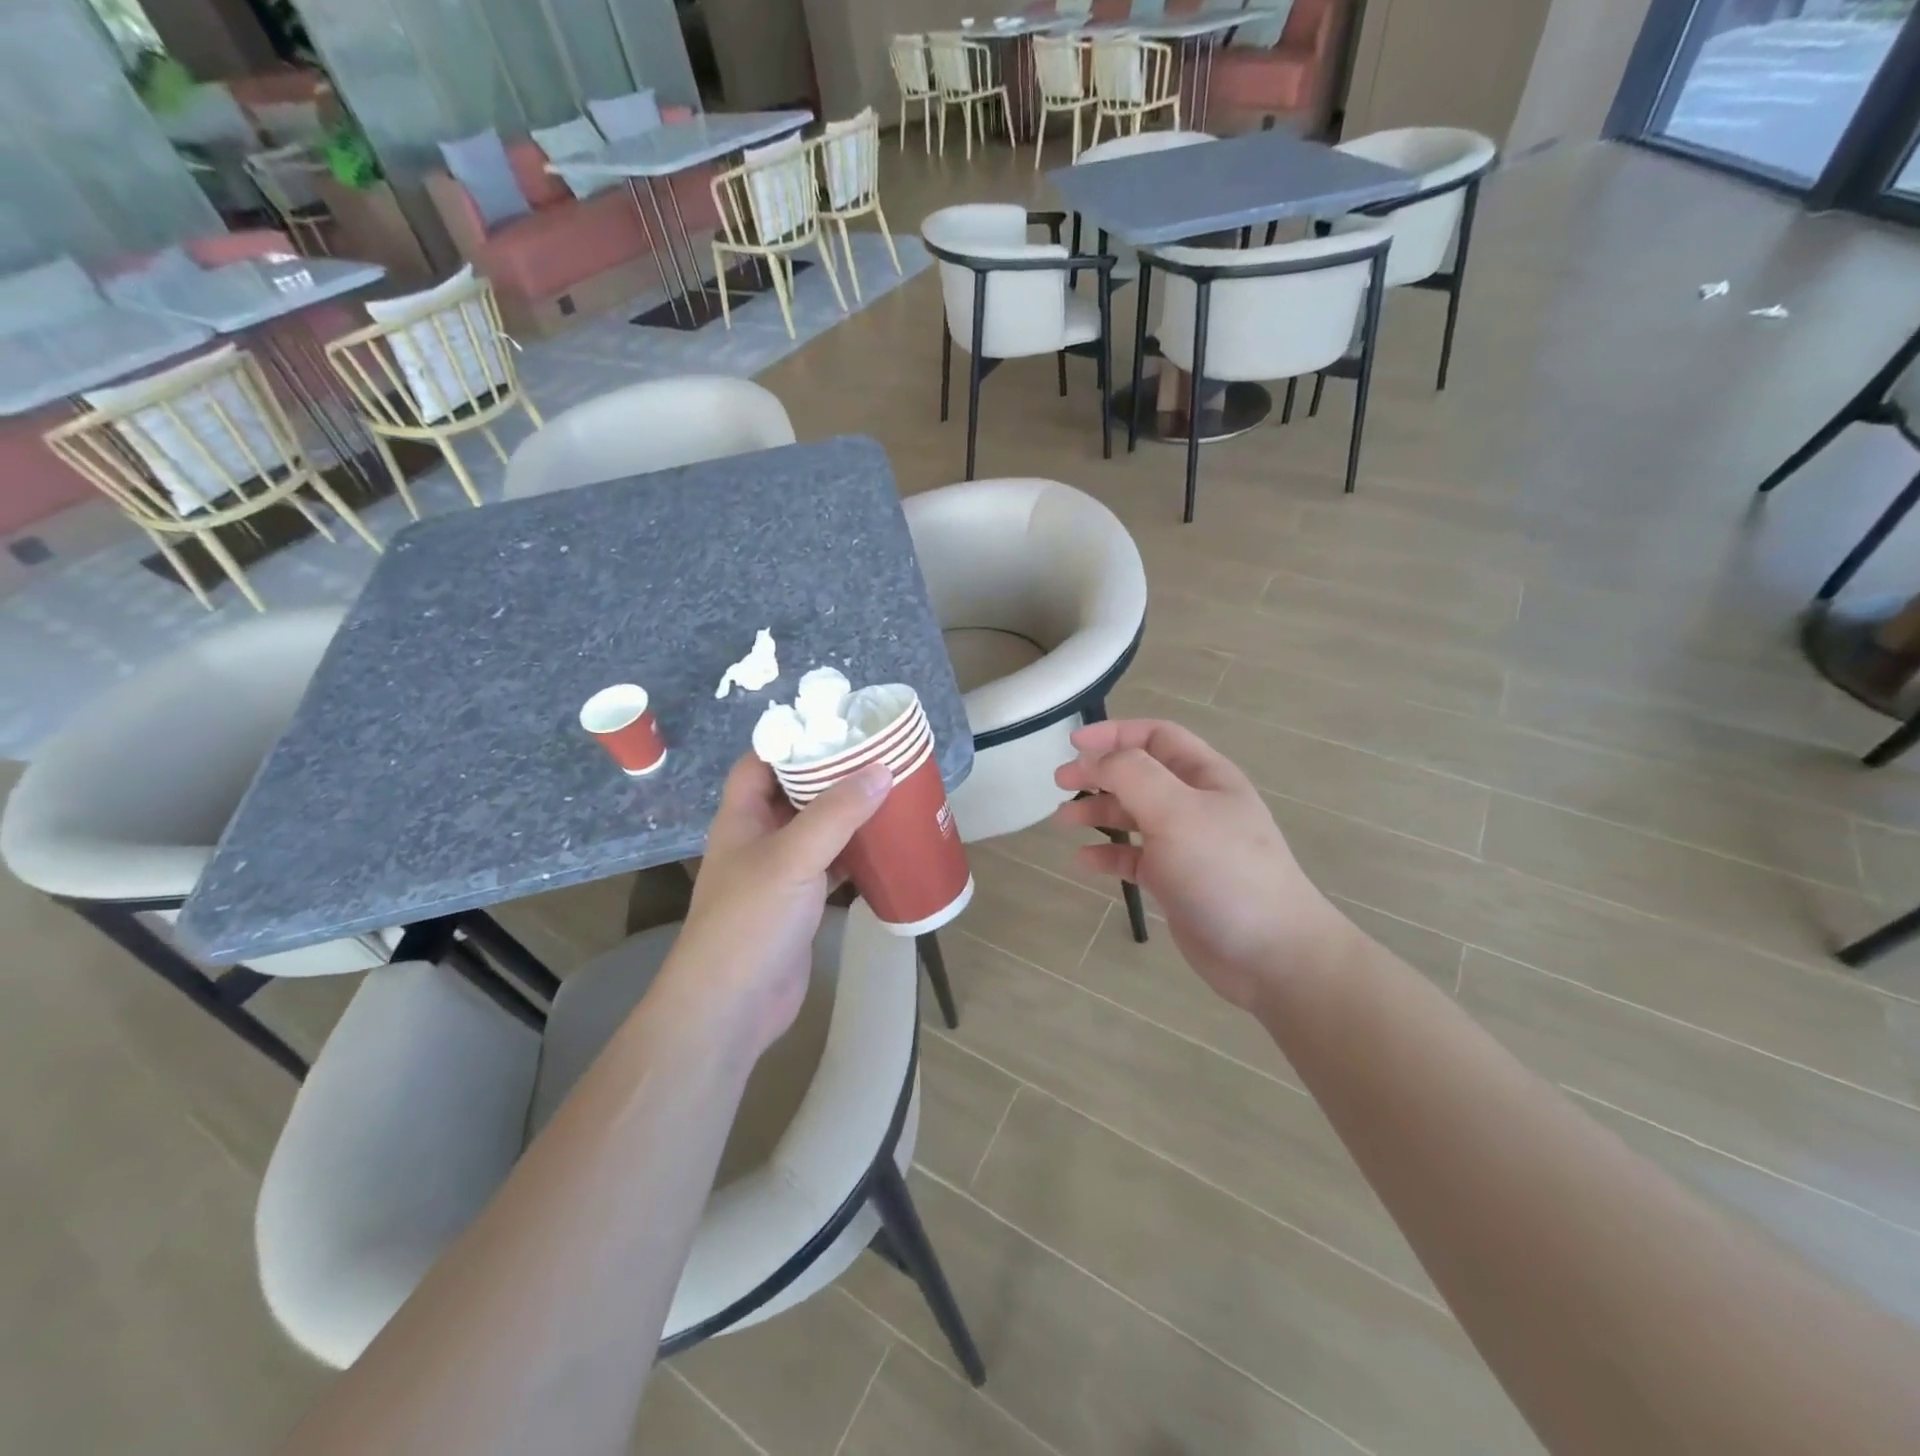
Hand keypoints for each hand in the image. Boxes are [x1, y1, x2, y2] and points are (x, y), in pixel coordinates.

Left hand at [658, 755, 889, 1059]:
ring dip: (849, 816)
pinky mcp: (800, 904)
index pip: (761, 763)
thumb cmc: (750, 921)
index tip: (836, 728)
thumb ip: (836, 813)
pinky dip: (856, 855)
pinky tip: (887, 847)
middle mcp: (758, 839)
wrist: (732, 1006)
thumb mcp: (793, 857)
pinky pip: (831, 867)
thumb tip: (880, 770)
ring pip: (818, 831)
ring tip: (891, 794)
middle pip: (796, 793)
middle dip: (833, 777)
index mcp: (742, 817)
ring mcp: (779, 874)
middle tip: (879, 759)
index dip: (792, 742)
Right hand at [1054, 719, 1353, 1011]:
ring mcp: (1186, 845)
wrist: (1270, 954)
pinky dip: (1108, 854)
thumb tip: (1096, 759)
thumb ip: (1133, 775)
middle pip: (1140, 775)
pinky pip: (1134, 858)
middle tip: (1060, 782)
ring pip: (1133, 816)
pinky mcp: (1176, 881)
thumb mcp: (1177, 812)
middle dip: (1099, 773)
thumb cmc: (1224, 872)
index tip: (1074, 744)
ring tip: (1062, 821)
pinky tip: (1084, 861)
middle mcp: (1196, 804)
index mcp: (1206, 777)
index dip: (1115, 733)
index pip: (1157, 737)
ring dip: (1098, 813)